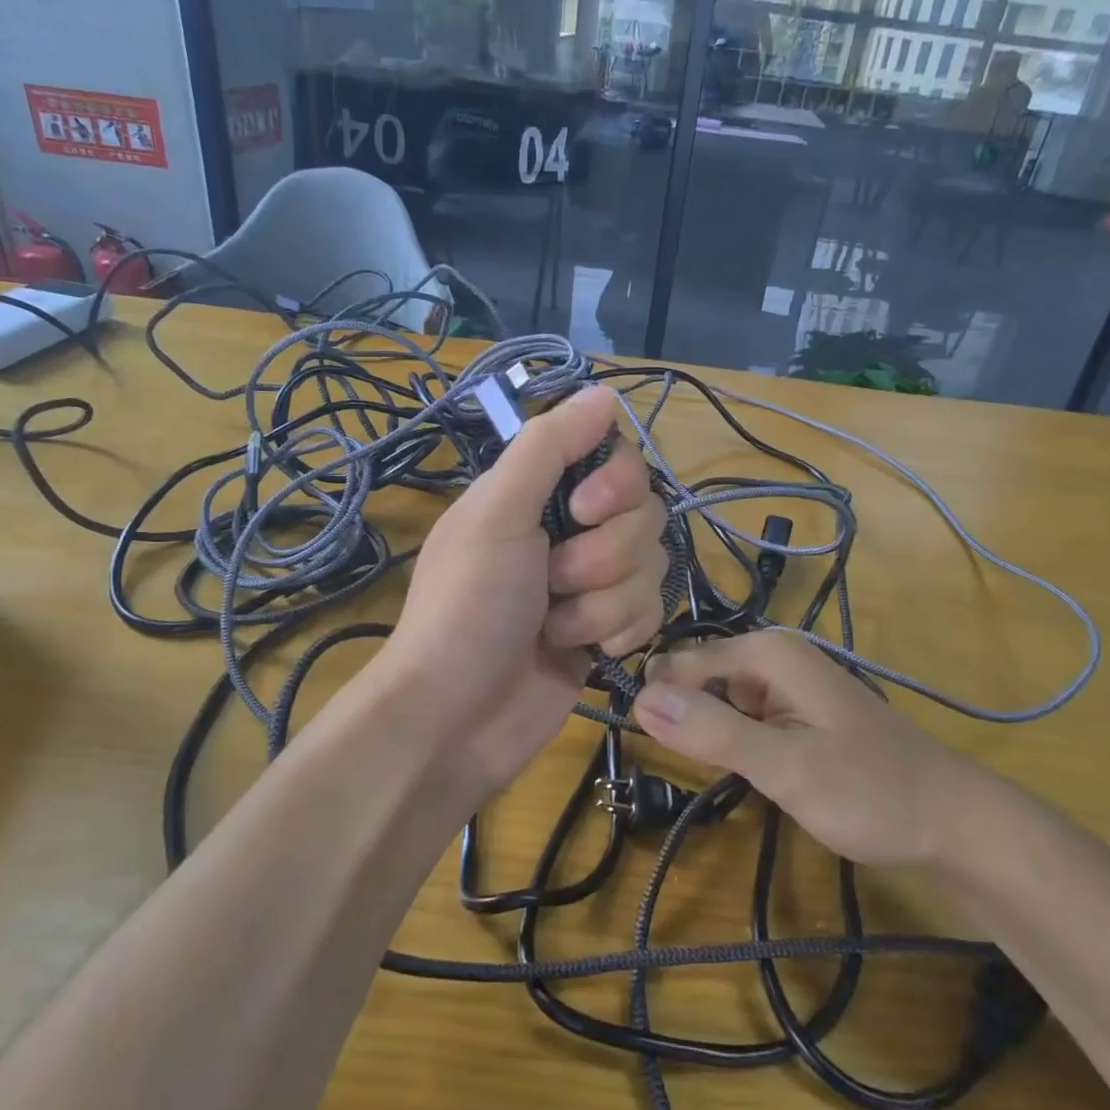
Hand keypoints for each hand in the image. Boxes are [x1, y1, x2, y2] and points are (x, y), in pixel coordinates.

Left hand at [376, 385, 668, 796]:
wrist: (457, 717)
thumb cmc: (467, 607)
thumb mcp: (496, 514)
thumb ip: (549, 448)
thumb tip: (606, 392)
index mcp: (540, 491)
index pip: (617, 457)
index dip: (616, 482)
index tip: (583, 510)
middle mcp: (572, 528)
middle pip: (644, 512)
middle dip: (601, 556)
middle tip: (550, 581)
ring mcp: (594, 581)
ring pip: (651, 565)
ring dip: (601, 602)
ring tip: (552, 626)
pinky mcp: (611, 628)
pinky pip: (651, 611)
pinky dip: (615, 633)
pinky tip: (581, 652)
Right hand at [634, 629, 972, 867]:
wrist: (953, 823)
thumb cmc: (870, 791)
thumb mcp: (785, 767)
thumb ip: (713, 732)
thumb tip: (640, 698)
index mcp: (768, 652)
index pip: (682, 662)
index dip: (656, 698)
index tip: (637, 740)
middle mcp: (775, 657)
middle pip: (700, 676)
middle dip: (682, 712)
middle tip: (682, 762)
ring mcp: (788, 686)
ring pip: (720, 698)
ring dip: (707, 730)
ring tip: (710, 768)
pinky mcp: (797, 714)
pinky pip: (745, 716)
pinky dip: (734, 740)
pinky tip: (743, 769)